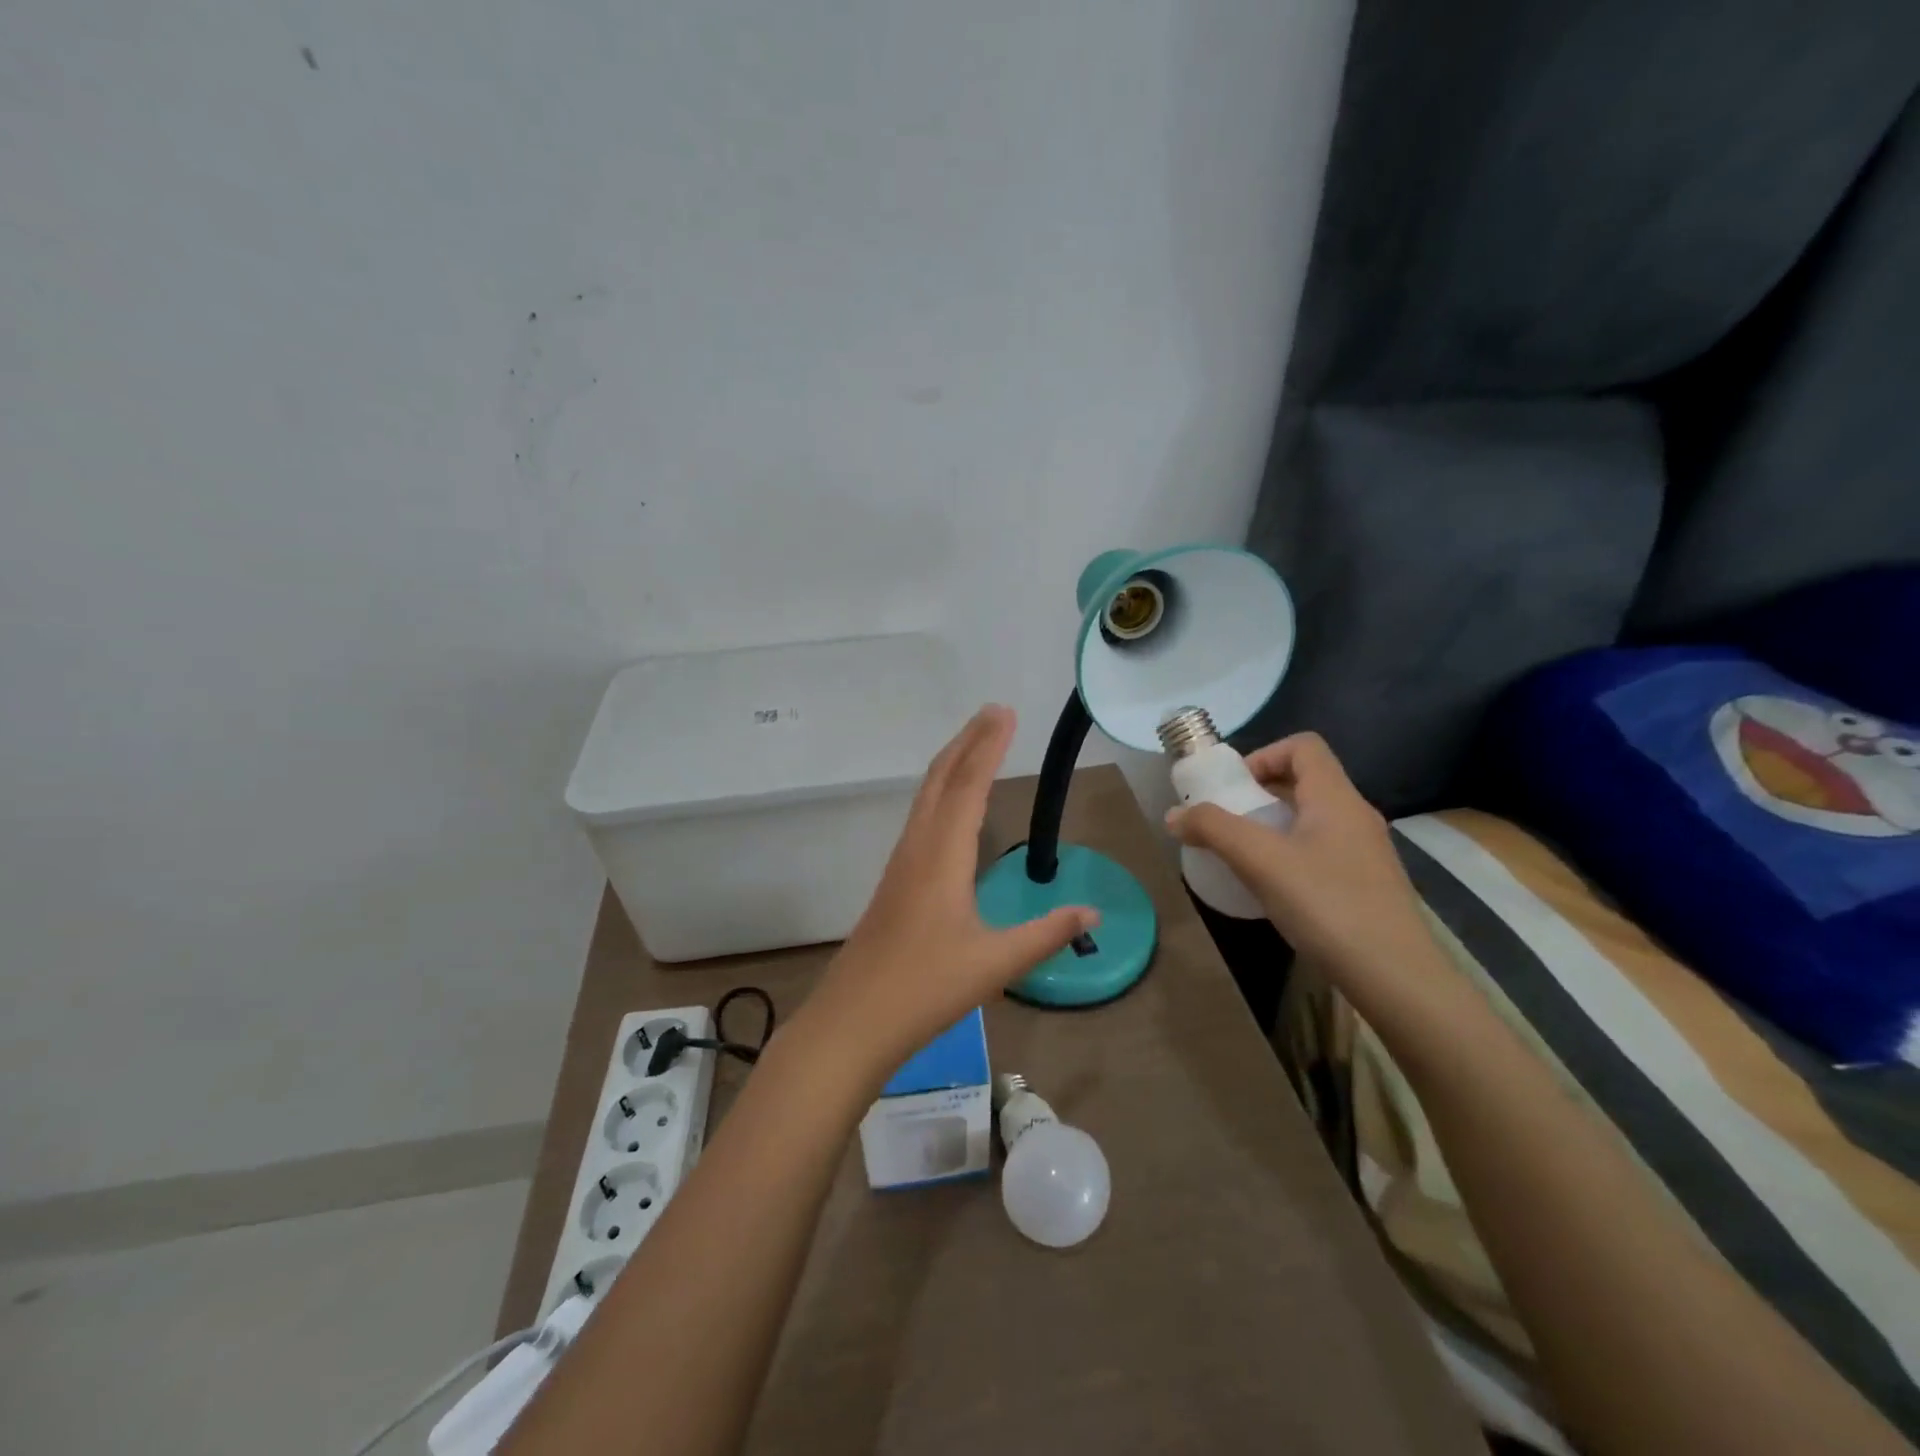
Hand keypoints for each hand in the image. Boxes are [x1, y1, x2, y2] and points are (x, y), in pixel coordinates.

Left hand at [803, 705, 1097, 1070]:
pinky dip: (940, 793)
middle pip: (941, 779)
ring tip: (975, 745)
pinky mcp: (894, 881)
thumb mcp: (995, 963)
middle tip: (993, 712)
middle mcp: (917, 847)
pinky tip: (949, 807)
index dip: (988, 746)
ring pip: (926, 797)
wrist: (853, 1021)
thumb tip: (1092, 913)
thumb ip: (1046, 933)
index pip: (969, 786)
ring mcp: (900, 863)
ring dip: (951, 764)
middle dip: (968, 741)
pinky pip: (920, 819)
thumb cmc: (925, 989)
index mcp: (942, 856)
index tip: (1004, 712)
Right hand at [1165, 732, 1437, 1010]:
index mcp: (1336, 797)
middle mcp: (1356, 815)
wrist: (1396, 977)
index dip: (1263, 755)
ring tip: (1243, 857)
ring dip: (1272, 827)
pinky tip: (1273, 889)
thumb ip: (1213, 830)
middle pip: (1304, 781)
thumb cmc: (1327, 905)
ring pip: (1312, 819)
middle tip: (1227, 823)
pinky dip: (1290, 855)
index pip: (1303, 746)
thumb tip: (1174, 815)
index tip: (1233, 788)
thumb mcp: (1260, 862)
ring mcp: (1366, 851)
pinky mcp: (1367, 884)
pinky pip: (1321, 850)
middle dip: (1259, 794)